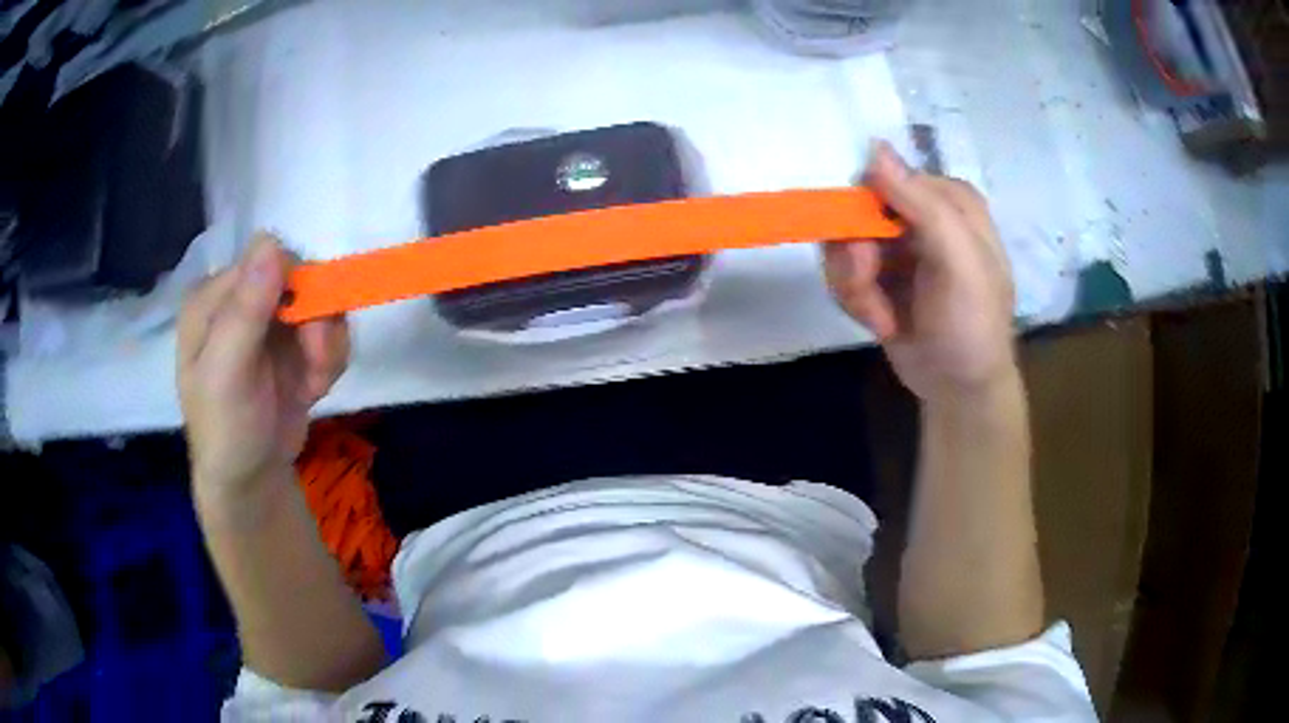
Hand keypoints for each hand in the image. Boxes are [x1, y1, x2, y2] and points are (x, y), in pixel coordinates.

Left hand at [178, 234, 349, 500]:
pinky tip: (312, 390)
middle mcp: (241, 299)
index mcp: (213, 297)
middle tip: (315, 366)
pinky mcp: (291, 345)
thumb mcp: (227, 375)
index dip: (295, 288)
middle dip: (317, 324)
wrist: (251, 483)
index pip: (268, 258)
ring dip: (326, 348)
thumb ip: (245, 310)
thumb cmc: (227, 431)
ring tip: (312, 385)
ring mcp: (267, 322)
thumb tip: (271, 240)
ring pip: (321, 306)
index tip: (307, 332)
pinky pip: (328, 333)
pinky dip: (329, 362)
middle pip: (301, 279)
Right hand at [824, 141, 1016, 405]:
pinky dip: (855, 302)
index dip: (863, 210)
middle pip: (855, 211)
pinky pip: (842, 271)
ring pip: (842, 243)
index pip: (884, 177)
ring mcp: (897, 245)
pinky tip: (881, 323)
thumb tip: (873, 147)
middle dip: (856, 259)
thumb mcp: (959, 263)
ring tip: (881, 318)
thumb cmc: (972, 326)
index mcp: (948, 199)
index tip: (866, 253)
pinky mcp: (878, 274)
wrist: (959, 390)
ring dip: (854, 287)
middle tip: (869, 291)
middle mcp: (920, 214)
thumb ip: (922, 204)